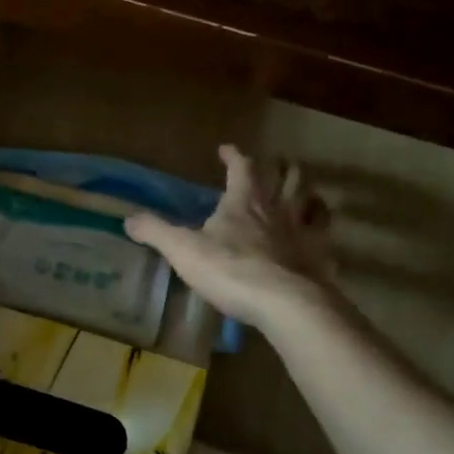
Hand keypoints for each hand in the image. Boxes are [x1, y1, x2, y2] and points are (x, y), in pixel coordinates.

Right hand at [125, 145, 331, 329]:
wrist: (284, 303)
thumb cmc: (230, 270)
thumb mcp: (182, 250)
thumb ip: (156, 232)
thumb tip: (128, 219)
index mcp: (244, 201)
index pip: (241, 167)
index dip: (233, 156)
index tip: (226, 149)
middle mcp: (277, 208)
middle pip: (287, 177)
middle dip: (281, 167)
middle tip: (278, 163)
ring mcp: (303, 232)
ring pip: (311, 201)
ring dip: (307, 191)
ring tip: (304, 191)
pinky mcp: (320, 257)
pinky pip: (325, 236)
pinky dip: (323, 229)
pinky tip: (319, 235)